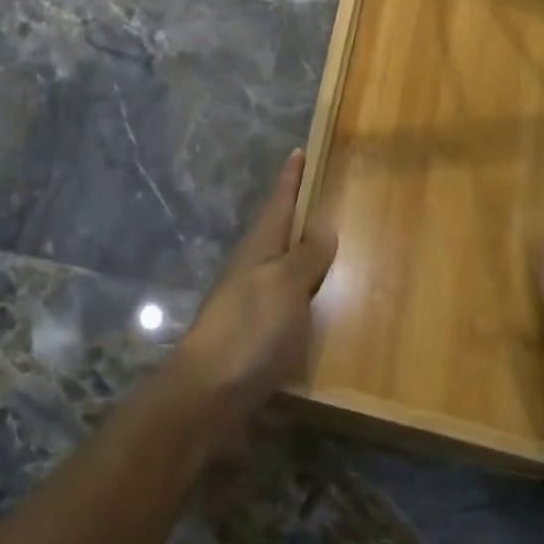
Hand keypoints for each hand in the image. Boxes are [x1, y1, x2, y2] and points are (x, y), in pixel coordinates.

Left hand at [169, 149, 337, 451]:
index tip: (299, 151)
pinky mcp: (257, 335)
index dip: (290, 178)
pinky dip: (306, 296)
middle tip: (328, 198)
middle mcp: (253, 270)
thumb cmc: (250, 329)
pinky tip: (323, 306)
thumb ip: (306, 255)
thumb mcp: (284, 284)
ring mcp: (252, 303)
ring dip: (304, 256)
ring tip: (334, 248)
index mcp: (258, 249)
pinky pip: (288, 304)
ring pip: (283, 269)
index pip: (278, 203)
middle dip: (299, 214)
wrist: (210, 393)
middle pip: (279, 233)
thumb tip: (322, 224)